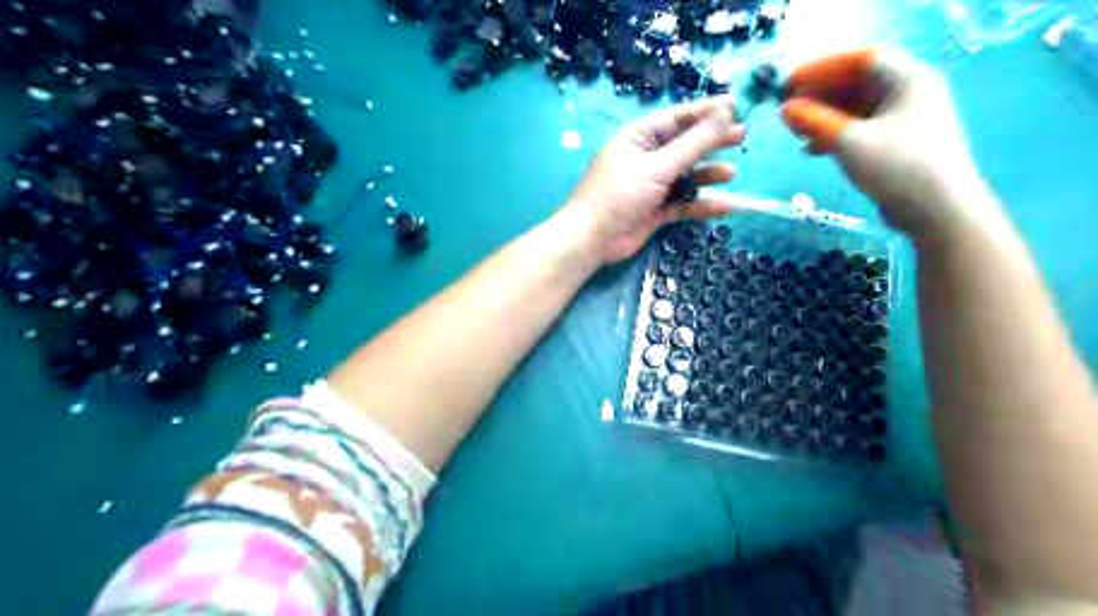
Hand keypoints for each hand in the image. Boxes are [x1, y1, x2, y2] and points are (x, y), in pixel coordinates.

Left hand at [567, 93, 746, 261]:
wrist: (593, 239)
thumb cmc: (620, 193)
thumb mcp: (658, 165)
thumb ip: (694, 143)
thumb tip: (725, 113)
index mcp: (640, 137)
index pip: (678, 118)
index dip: (707, 112)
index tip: (736, 107)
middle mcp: (647, 158)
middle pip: (685, 145)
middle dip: (712, 142)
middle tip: (742, 137)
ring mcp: (652, 185)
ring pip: (687, 176)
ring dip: (707, 175)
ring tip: (731, 174)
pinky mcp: (656, 210)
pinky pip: (684, 203)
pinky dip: (701, 205)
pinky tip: (724, 205)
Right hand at [779, 46, 1001, 240]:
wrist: (937, 210)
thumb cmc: (897, 167)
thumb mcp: (850, 142)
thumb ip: (815, 122)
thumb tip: (786, 109)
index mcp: (908, 80)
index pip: (860, 60)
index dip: (822, 69)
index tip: (789, 84)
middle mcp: (909, 93)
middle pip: (857, 83)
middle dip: (820, 95)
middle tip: (788, 109)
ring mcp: (905, 119)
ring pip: (856, 108)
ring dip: (824, 117)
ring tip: (796, 132)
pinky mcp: (898, 143)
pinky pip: (861, 128)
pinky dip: (836, 134)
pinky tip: (814, 149)